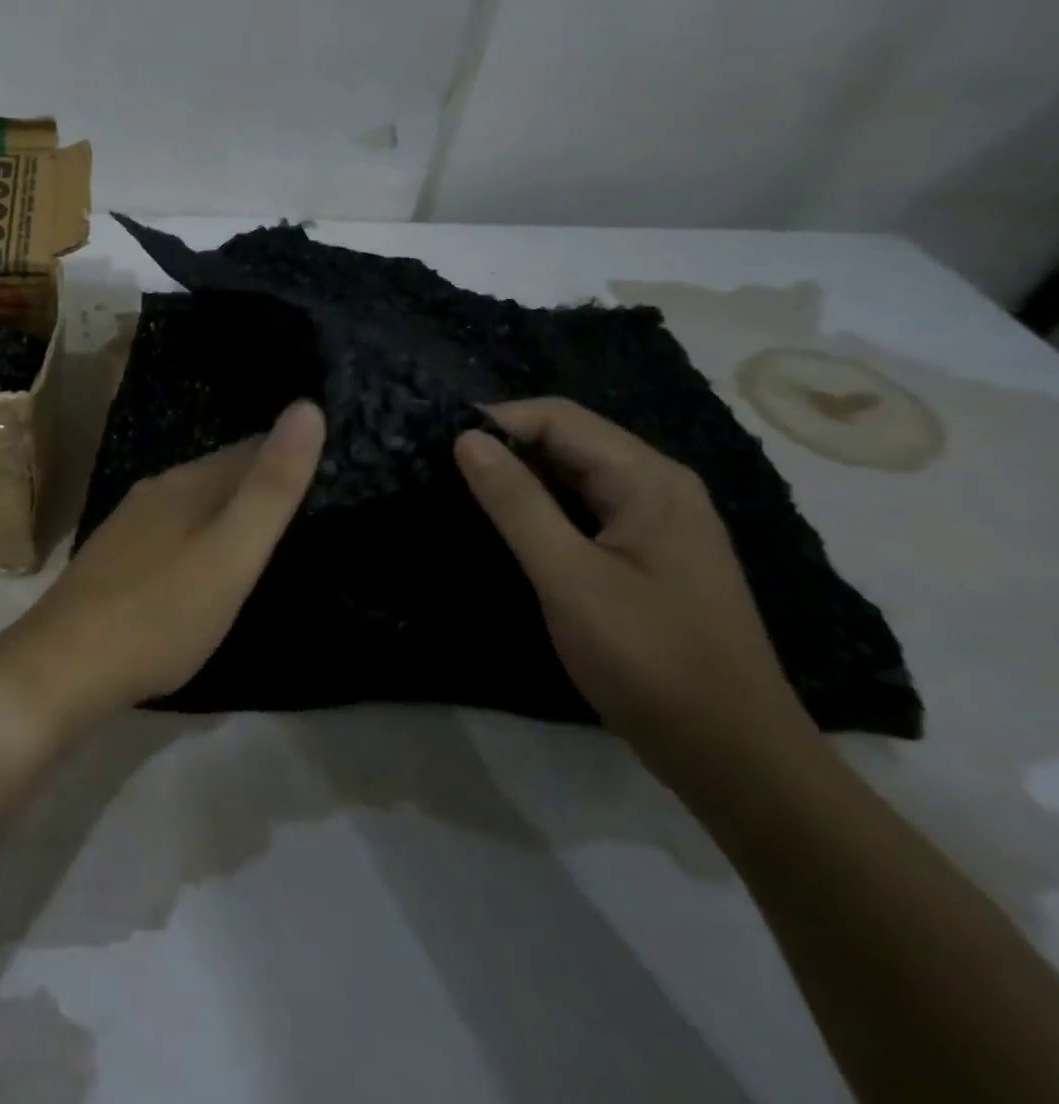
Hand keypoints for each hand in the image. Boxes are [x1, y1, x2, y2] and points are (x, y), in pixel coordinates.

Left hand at [0, 402, 324, 732]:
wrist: (64, 665)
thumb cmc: (161, 614)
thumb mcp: (231, 554)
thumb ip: (270, 488)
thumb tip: (307, 407)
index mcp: (187, 484)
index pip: (251, 448)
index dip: (290, 454)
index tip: (331, 468)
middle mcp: (155, 492)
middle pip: (220, 474)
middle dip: (260, 482)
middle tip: (309, 503)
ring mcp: (128, 525)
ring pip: (193, 503)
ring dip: (227, 510)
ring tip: (264, 533)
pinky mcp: (113, 558)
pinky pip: (170, 532)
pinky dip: (198, 536)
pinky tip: (203, 562)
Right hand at [453, 398, 815, 779]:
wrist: (733, 754)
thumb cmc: (648, 659)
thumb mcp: (569, 577)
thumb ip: (516, 503)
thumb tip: (466, 438)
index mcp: (648, 480)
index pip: (559, 418)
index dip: (497, 421)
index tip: (439, 448)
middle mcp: (658, 486)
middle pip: (569, 439)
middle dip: (505, 446)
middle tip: (441, 471)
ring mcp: (657, 521)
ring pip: (575, 474)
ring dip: (520, 476)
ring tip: (462, 493)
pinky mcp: (648, 554)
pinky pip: (586, 507)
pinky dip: (542, 506)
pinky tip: (508, 527)